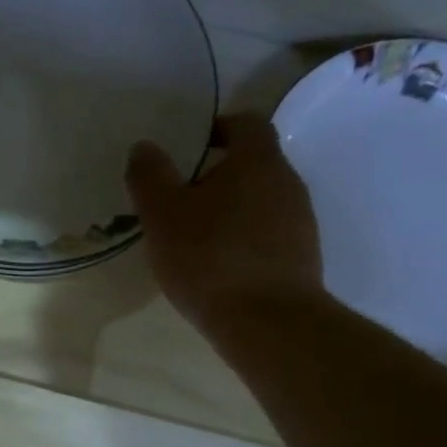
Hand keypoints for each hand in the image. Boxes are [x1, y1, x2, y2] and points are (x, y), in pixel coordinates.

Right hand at [125, 114, 323, 330]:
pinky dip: (242, 240)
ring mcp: (300, 222)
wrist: (268, 323)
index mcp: (258, 161)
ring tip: (194, 237)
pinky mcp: (302, 258)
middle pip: (253, 164)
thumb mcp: (162, 214)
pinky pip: (267, 235)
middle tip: (180, 197)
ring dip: (229, 210)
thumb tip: (144, 147)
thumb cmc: (210, 258)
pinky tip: (217, 267)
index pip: (245, 123)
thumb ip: (149, 176)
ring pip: (260, 201)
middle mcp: (288, 183)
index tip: (189, 148)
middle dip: (217, 175)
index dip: (217, 127)